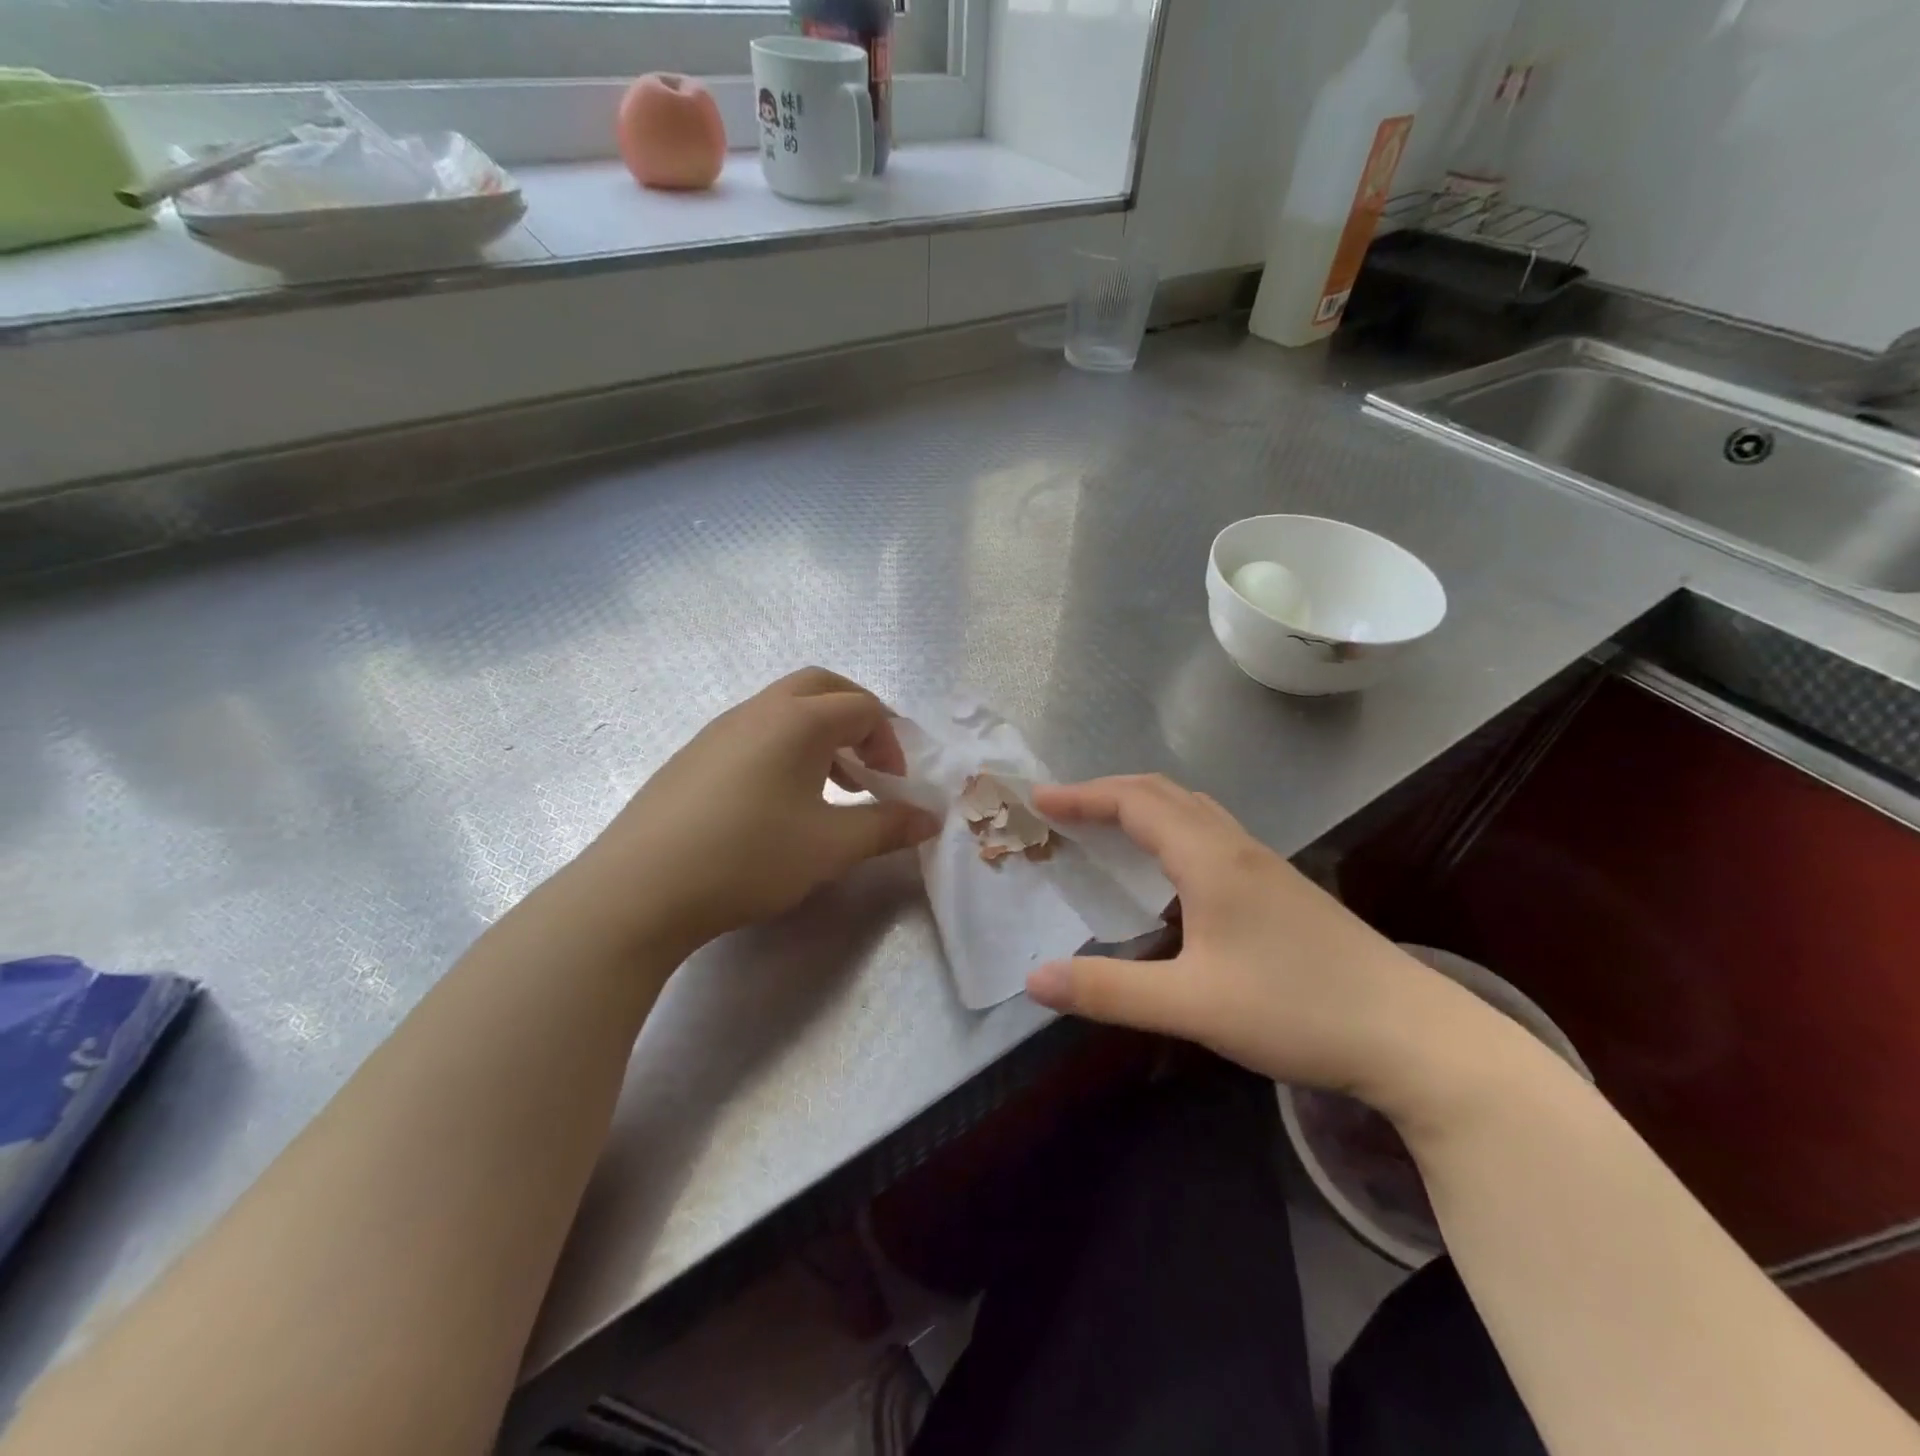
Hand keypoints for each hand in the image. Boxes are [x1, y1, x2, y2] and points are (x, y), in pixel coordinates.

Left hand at [569, 668, 938, 956]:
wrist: (639, 889)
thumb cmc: (748, 857)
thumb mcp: (831, 847)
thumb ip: (887, 826)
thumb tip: (930, 818)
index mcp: (798, 720)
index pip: (863, 707)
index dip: (891, 741)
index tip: (894, 785)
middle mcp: (759, 710)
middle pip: (822, 687)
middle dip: (857, 717)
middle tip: (871, 762)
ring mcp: (720, 729)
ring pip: (785, 708)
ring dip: (821, 734)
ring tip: (832, 787)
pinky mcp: (694, 755)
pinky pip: (755, 731)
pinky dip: (785, 748)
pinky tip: (780, 802)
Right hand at [1025, 775, 1506, 1115]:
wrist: (1413, 1035)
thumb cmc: (1296, 1009)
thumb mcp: (1191, 1005)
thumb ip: (1108, 990)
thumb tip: (1034, 978)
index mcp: (1210, 859)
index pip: (1135, 802)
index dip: (1083, 795)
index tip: (1039, 799)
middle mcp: (1236, 847)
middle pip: (1163, 793)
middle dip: (1107, 791)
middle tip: (1063, 810)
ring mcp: (1265, 865)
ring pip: (1192, 810)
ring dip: (1143, 805)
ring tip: (1106, 828)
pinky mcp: (1282, 888)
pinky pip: (1211, 833)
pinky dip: (1171, 829)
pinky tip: (1169, 873)